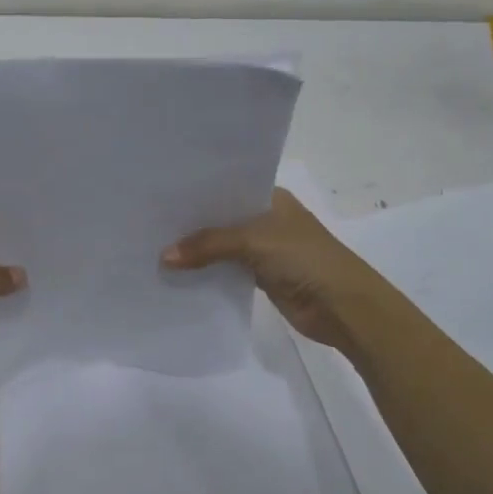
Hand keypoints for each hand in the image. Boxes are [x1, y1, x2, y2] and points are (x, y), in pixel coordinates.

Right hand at [163, 188, 388, 354]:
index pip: (228, 187)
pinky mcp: (262, 277)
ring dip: (197, 250)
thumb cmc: (305, 259)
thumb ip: (209, 245)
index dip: (197, 191)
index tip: (160, 192)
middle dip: (191, 222)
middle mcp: (267, 219)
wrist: (344, 307)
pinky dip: (207, 272)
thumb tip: (164, 256)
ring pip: (222, 245)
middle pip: (222, 217)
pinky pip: (227, 270)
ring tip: (153, 245)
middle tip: (148, 220)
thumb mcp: (254, 242)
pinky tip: (178, 272)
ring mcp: (265, 249)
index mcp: (272, 197)